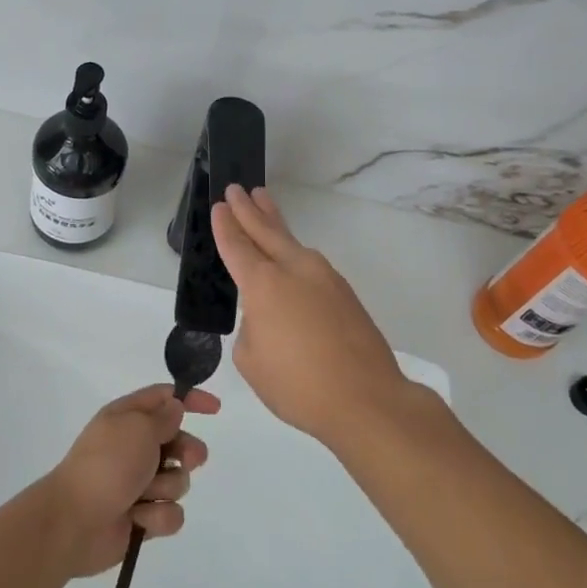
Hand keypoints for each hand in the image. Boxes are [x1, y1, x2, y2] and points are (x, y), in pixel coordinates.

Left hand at [41, 384, 218, 578]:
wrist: (74, 522)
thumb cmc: (107, 465)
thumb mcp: (137, 428)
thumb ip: (163, 418)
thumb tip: (175, 408)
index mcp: (127, 417)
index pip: (164, 398)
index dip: (190, 399)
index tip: (215, 409)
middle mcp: (134, 447)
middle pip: (178, 442)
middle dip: (187, 452)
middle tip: (185, 460)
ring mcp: (138, 483)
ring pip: (178, 480)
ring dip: (167, 487)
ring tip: (145, 494)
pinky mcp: (142, 517)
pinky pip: (170, 513)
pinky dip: (158, 517)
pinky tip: (140, 519)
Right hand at [212, 185, 408, 447]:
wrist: (367, 399)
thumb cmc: (299, 385)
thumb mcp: (252, 361)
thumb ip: (251, 328)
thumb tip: (267, 317)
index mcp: (264, 284)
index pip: (237, 246)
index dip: (225, 225)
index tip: (219, 206)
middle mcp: (294, 269)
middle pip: (266, 230)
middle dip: (249, 209)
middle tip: (237, 188)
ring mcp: (324, 277)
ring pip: (291, 241)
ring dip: (274, 221)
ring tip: (263, 202)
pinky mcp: (344, 292)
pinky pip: (310, 261)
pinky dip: (293, 250)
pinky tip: (291, 254)